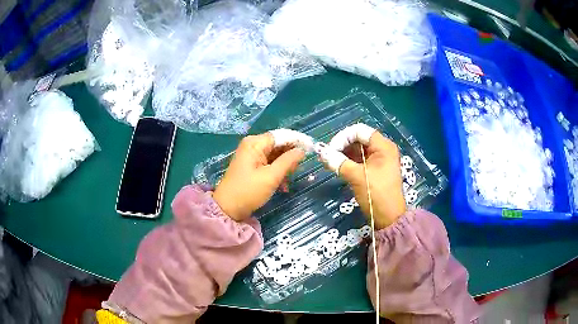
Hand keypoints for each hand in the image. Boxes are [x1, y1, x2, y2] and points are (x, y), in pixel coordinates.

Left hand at [213, 133, 304, 221]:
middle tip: (297, 170)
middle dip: (290, 156)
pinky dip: (277, 172)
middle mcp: (252, 145)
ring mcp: (251, 155)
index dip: (297, 141)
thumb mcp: (271, 177)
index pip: (281, 135)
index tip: (311, 149)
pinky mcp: (251, 166)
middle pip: (278, 144)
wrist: (228, 209)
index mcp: (255, 143)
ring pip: (275, 155)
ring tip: (289, 179)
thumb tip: (302, 150)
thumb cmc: (248, 191)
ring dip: (284, 166)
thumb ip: (288, 161)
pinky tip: (282, 185)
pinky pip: (269, 163)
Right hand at [323, 124, 406, 228]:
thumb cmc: (376, 195)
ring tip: (330, 162)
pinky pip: (360, 159)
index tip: (331, 149)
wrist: (389, 218)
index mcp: (383, 146)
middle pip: (359, 139)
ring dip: (343, 154)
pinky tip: (338, 166)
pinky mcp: (376, 169)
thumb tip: (321, 152)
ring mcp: (380, 159)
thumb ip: (338, 162)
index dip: (343, 137)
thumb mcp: (356, 177)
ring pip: (358, 149)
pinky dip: (349, 161)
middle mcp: (383, 149)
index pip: (359, 131)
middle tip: (328, 156)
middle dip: (342, 145)